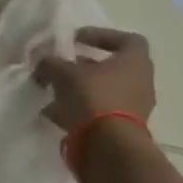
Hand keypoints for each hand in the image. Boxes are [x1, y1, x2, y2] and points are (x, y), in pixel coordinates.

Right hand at [34, 27, 155, 132]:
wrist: (109, 147)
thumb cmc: (93, 98)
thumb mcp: (64, 74)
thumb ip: (50, 63)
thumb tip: (42, 60)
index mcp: (135, 61)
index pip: (127, 39)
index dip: (102, 35)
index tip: (77, 40)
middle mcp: (141, 82)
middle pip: (113, 67)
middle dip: (85, 66)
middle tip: (62, 67)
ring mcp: (135, 108)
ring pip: (105, 91)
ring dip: (81, 90)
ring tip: (54, 93)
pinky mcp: (124, 129)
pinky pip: (101, 113)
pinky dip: (81, 111)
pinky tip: (56, 114)